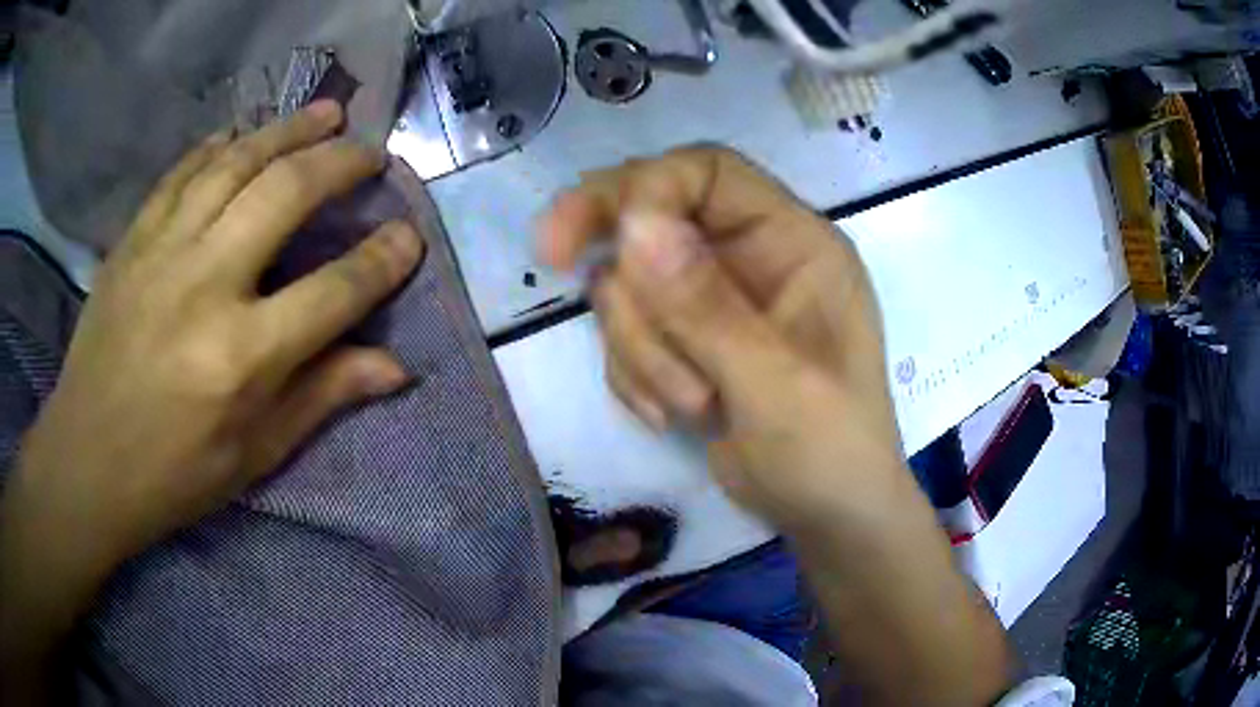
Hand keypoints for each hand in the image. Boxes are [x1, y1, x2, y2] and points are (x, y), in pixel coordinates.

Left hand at [4, 101, 424, 576]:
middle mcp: (205, 286)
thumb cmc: (174, 474)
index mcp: (242, 357)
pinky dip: (219, 143)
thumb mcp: (254, 455)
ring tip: (326, 113)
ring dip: (289, 129)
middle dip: (341, 162)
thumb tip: (396, 366)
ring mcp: (162, 251)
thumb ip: (323, 397)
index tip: (410, 236)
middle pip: (286, 193)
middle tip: (370, 152)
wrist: (86, 462)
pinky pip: (183, 171)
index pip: (335, 290)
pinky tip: (243, 133)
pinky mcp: (133, 239)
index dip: (383, 259)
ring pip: (237, 162)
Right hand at [538, 146, 904, 531]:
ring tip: (693, 405)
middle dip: (618, 258)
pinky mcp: (683, 342)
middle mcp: (748, 257)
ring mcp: (712, 301)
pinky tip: (673, 418)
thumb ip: (706, 305)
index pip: (708, 172)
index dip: (647, 187)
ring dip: (641, 347)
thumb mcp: (776, 383)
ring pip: (629, 283)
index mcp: (792, 243)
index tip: (594, 235)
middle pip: (651, 212)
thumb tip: (633, 223)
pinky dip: (635, 375)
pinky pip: (626, 333)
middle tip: (551, 259)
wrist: (823, 515)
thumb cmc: (829, 449)